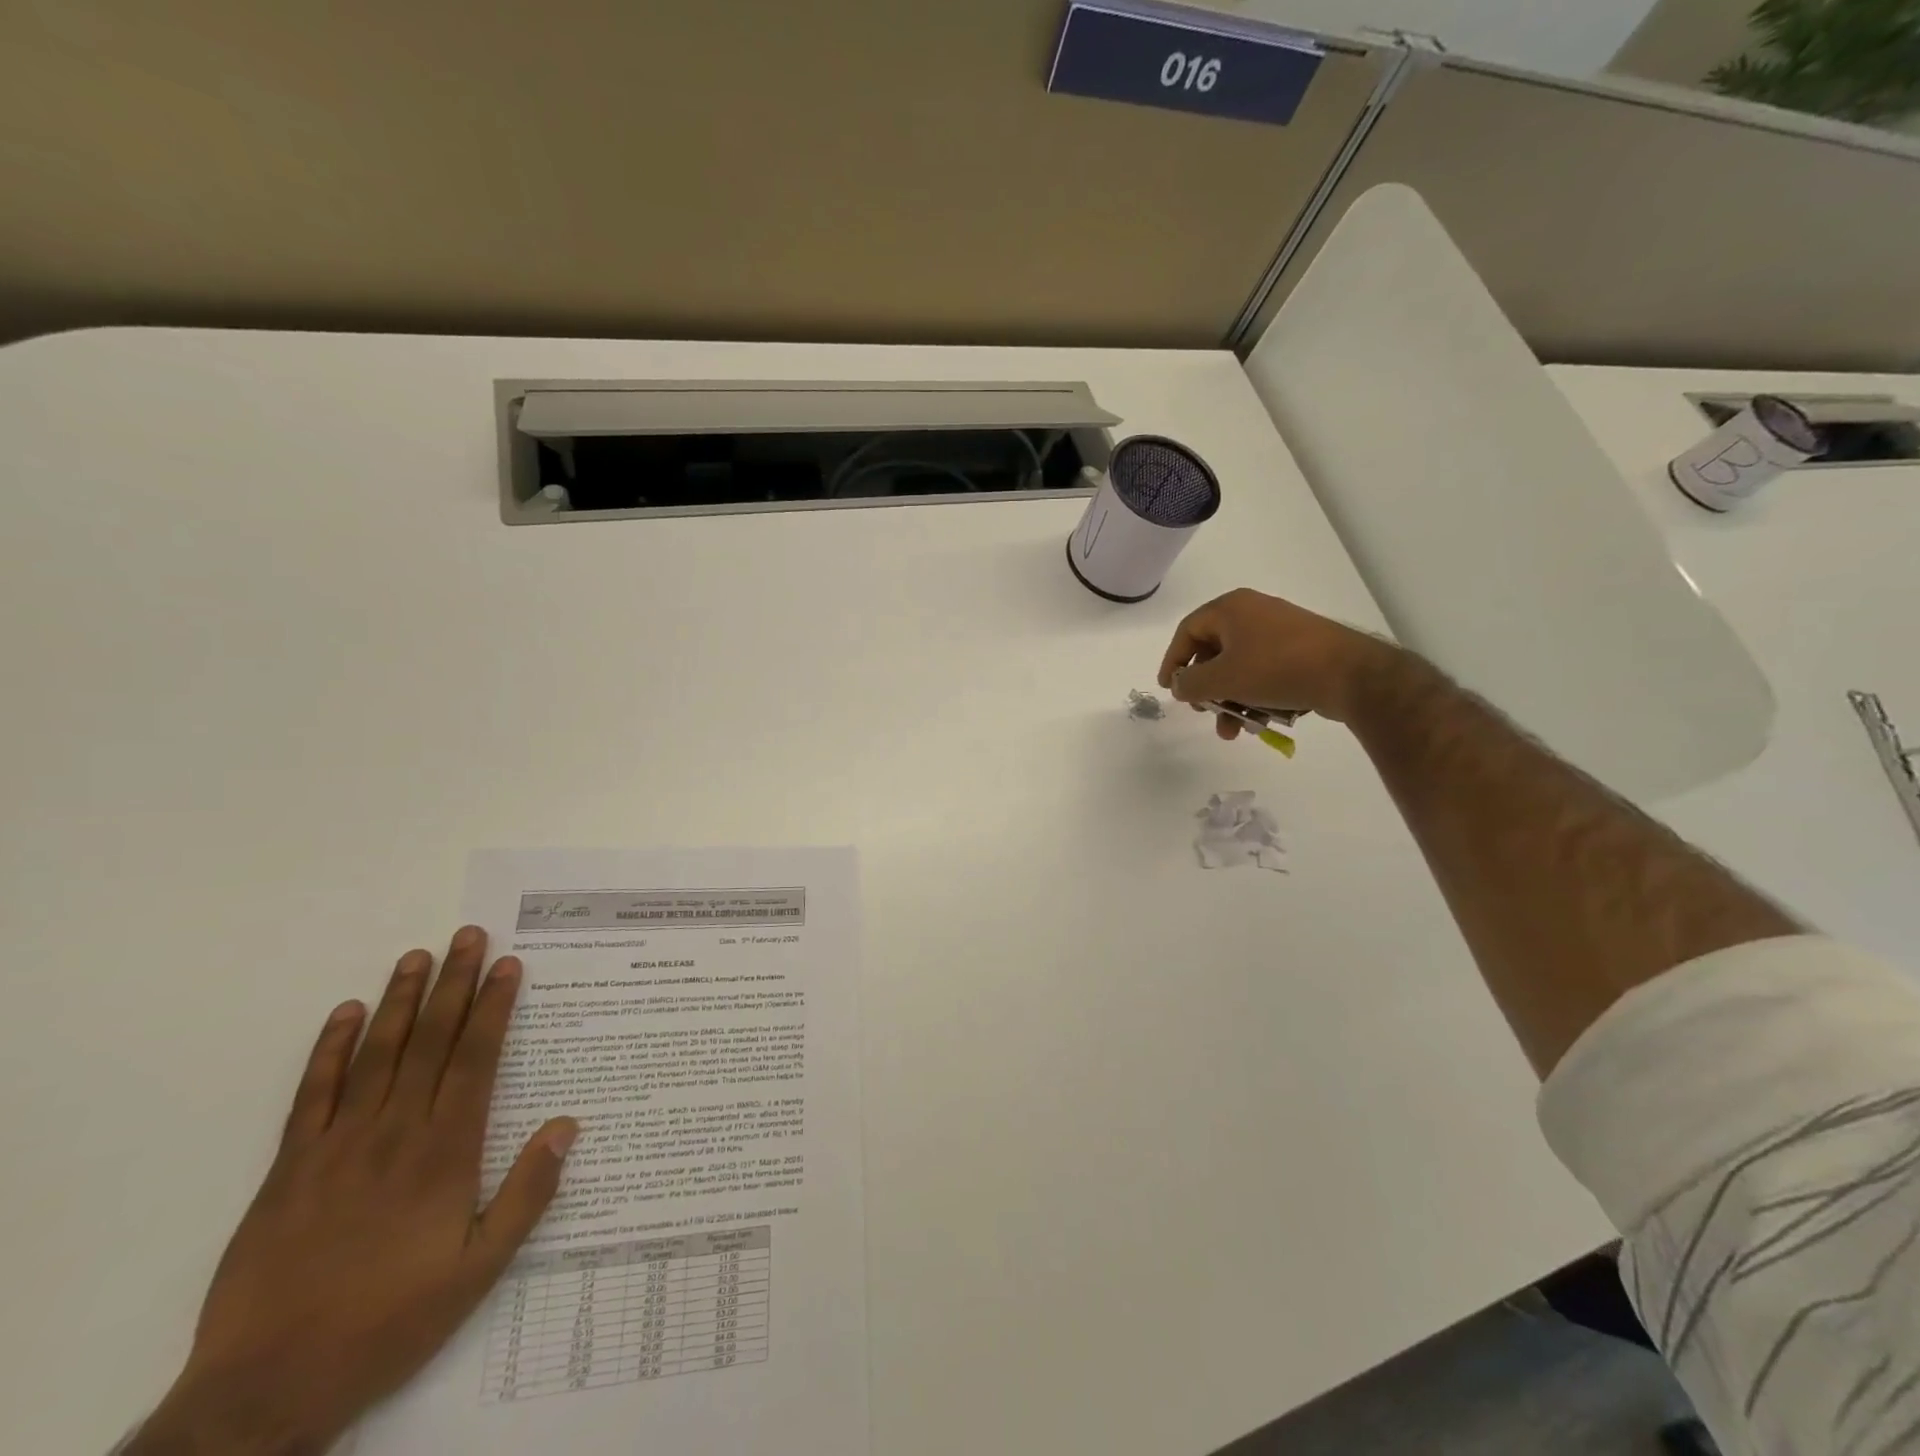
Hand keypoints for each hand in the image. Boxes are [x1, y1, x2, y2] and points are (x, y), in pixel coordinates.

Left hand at [129, 928, 576, 1455]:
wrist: (266, 1389)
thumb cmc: (389, 1322)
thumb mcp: (478, 1270)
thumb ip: (527, 1194)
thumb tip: (568, 1125)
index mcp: (446, 1151)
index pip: (476, 1059)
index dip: (494, 1007)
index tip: (507, 966)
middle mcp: (396, 1132)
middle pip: (432, 1042)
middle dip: (455, 984)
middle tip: (468, 936)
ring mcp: (337, 1145)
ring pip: (377, 1054)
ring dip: (401, 1001)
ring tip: (418, 956)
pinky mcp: (289, 1167)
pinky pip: (312, 1095)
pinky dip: (329, 1049)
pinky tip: (346, 1013)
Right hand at [1157, 587, 1393, 735]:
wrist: (1350, 674)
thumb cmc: (1276, 668)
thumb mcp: (1223, 679)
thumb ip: (1191, 683)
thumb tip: (1180, 685)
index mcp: (1231, 609)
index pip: (1187, 631)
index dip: (1173, 661)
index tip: (1169, 688)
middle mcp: (1253, 613)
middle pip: (1213, 652)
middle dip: (1205, 689)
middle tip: (1203, 711)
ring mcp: (1279, 631)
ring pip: (1239, 668)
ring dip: (1230, 700)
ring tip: (1232, 731)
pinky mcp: (1300, 651)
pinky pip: (1264, 673)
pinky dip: (1254, 696)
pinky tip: (1259, 722)